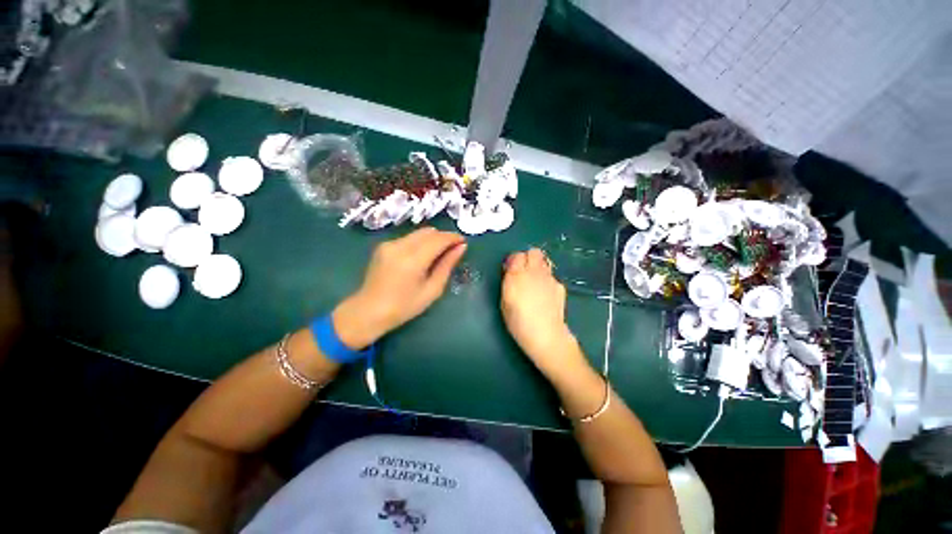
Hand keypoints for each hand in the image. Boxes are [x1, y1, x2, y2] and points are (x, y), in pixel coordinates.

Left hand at [334, 227, 466, 348]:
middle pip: (429, 232)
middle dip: (444, 237)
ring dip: (432, 239)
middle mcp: (400, 246)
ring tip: (438, 254)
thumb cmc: (404, 307)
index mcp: (413, 260)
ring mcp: (389, 244)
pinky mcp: (383, 245)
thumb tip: (461, 247)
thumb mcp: (432, 289)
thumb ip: (447, 265)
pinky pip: (409, 238)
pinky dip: (420, 242)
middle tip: (453, 250)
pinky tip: (421, 256)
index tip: (463, 242)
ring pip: (419, 233)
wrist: (368, 311)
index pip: (439, 239)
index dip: (453, 238)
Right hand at [501, 249, 584, 376]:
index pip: (516, 255)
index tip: (510, 270)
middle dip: (528, 258)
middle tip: (524, 271)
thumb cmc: (518, 322)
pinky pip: (551, 276)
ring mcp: (549, 278)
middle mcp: (534, 272)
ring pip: (544, 261)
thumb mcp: (504, 302)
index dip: (513, 261)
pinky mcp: (559, 285)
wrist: (545, 335)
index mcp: (517, 275)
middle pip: (533, 252)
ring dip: (538, 267)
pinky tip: (545, 294)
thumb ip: (508, 283)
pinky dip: (547, 280)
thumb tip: (511, 273)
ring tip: (535, 281)